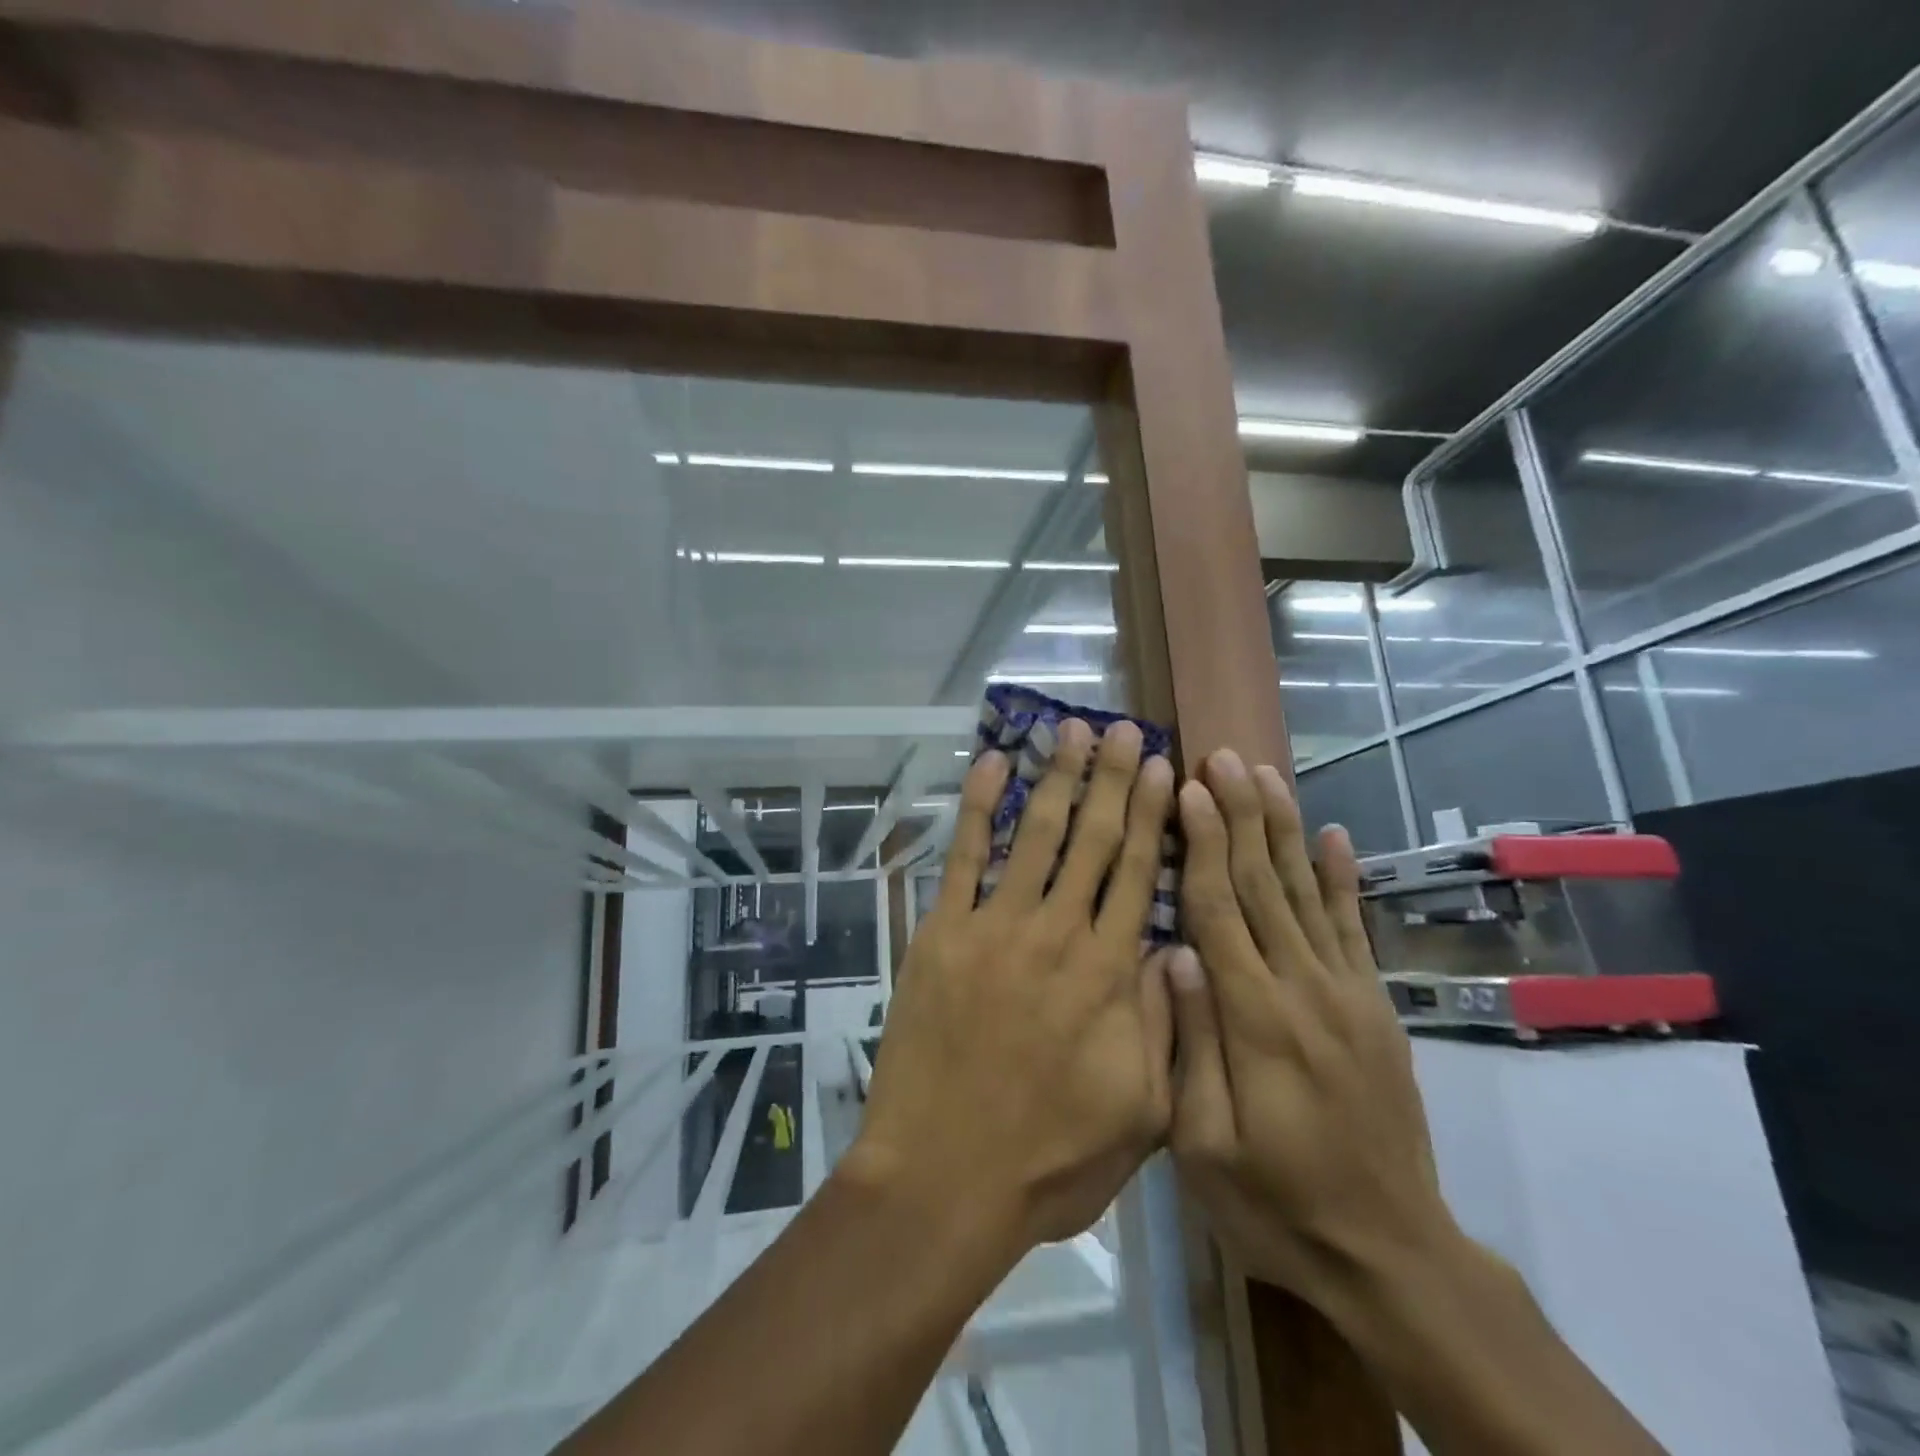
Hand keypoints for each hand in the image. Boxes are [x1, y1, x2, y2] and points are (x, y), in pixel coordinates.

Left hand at [845, 720, 1176, 1251]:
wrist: (943, 1179)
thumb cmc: (1048, 1159)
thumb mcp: (1140, 1111)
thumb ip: (1164, 1023)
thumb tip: (1177, 948)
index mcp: (1109, 972)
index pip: (1138, 872)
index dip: (1151, 814)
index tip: (1161, 767)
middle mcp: (1056, 933)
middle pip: (1091, 839)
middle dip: (1108, 777)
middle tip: (1120, 729)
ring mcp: (994, 927)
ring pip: (1033, 834)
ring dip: (1054, 777)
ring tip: (1069, 729)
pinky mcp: (942, 933)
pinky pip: (962, 857)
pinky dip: (976, 807)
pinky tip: (991, 765)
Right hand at [1166, 749, 1459, 1313]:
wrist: (1390, 1255)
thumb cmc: (1275, 1204)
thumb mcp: (1205, 1146)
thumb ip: (1192, 1043)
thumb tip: (1173, 954)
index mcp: (1255, 1019)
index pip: (1221, 909)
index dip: (1203, 843)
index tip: (1189, 788)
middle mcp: (1305, 989)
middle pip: (1265, 884)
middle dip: (1241, 814)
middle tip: (1222, 756)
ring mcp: (1348, 994)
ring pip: (1308, 893)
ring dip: (1284, 828)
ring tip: (1265, 774)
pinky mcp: (1375, 1007)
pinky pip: (1356, 929)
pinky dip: (1344, 878)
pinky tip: (1334, 835)